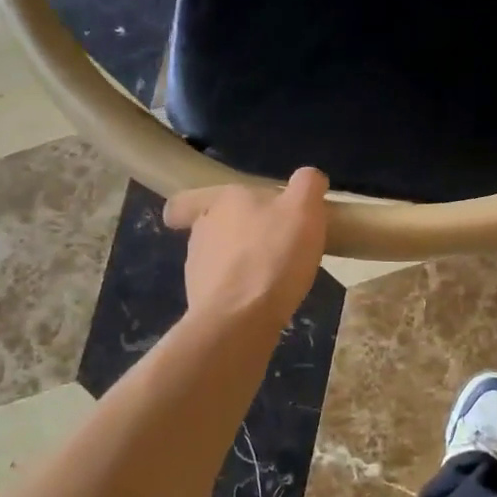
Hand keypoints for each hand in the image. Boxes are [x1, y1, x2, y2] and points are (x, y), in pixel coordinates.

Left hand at [163, 168, 329, 330]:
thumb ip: (307, 185)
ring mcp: (198, 268)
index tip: (217, 212)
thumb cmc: (273, 255)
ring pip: (218, 258)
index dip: (195, 204)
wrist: (241, 319)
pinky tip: (265, 299)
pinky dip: (240, 291)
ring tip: (275, 274)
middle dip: (237, 233)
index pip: (187, 199)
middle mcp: (202, 230)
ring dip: (240, 263)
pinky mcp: (202, 301)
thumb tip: (309, 177)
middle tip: (272, 242)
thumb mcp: (304, 209)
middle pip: (213, 226)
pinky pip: (223, 289)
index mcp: (221, 201)